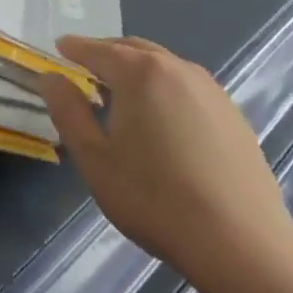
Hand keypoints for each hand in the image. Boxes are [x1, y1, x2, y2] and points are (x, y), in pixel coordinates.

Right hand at [37, 36, 292, 292]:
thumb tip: (51, 77)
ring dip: (137, 69)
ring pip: (163, 65)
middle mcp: (177, 69)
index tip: (58, 48)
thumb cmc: (153, 198)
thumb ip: (68, 110)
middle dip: (106, 53)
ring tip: (120, 93)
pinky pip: (187, 86)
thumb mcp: (94, 157)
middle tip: (84, 68)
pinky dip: (164, 88)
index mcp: (140, 73)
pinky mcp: (233, 115)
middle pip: (133, 49)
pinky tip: (161, 118)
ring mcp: (211, 91)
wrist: (241, 243)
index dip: (73, 48)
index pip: (97, 50)